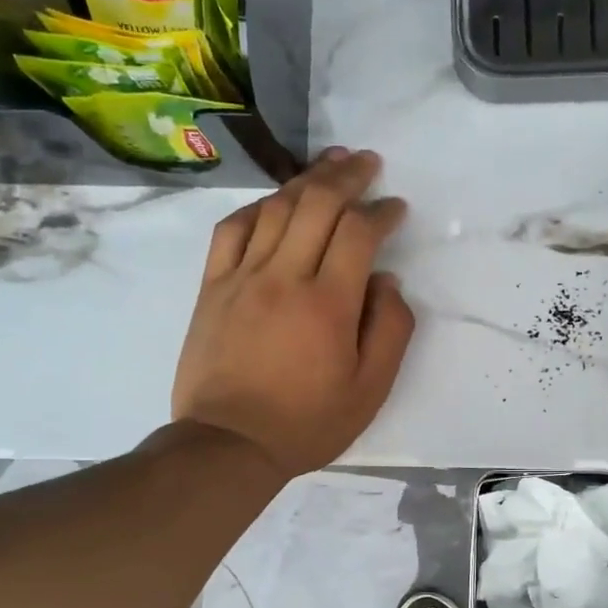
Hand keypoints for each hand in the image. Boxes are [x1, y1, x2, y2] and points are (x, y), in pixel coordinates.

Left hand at [172, 147, 413, 479]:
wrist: (229, 444)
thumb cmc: (307, 423)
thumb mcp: (370, 390)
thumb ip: (390, 330)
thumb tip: (387, 281)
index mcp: (329, 303)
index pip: (359, 233)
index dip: (381, 211)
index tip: (395, 207)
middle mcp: (285, 276)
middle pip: (317, 204)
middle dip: (347, 177)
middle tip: (367, 163)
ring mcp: (242, 278)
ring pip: (275, 209)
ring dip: (306, 181)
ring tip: (329, 165)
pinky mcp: (212, 288)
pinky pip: (231, 230)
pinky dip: (256, 208)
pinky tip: (273, 202)